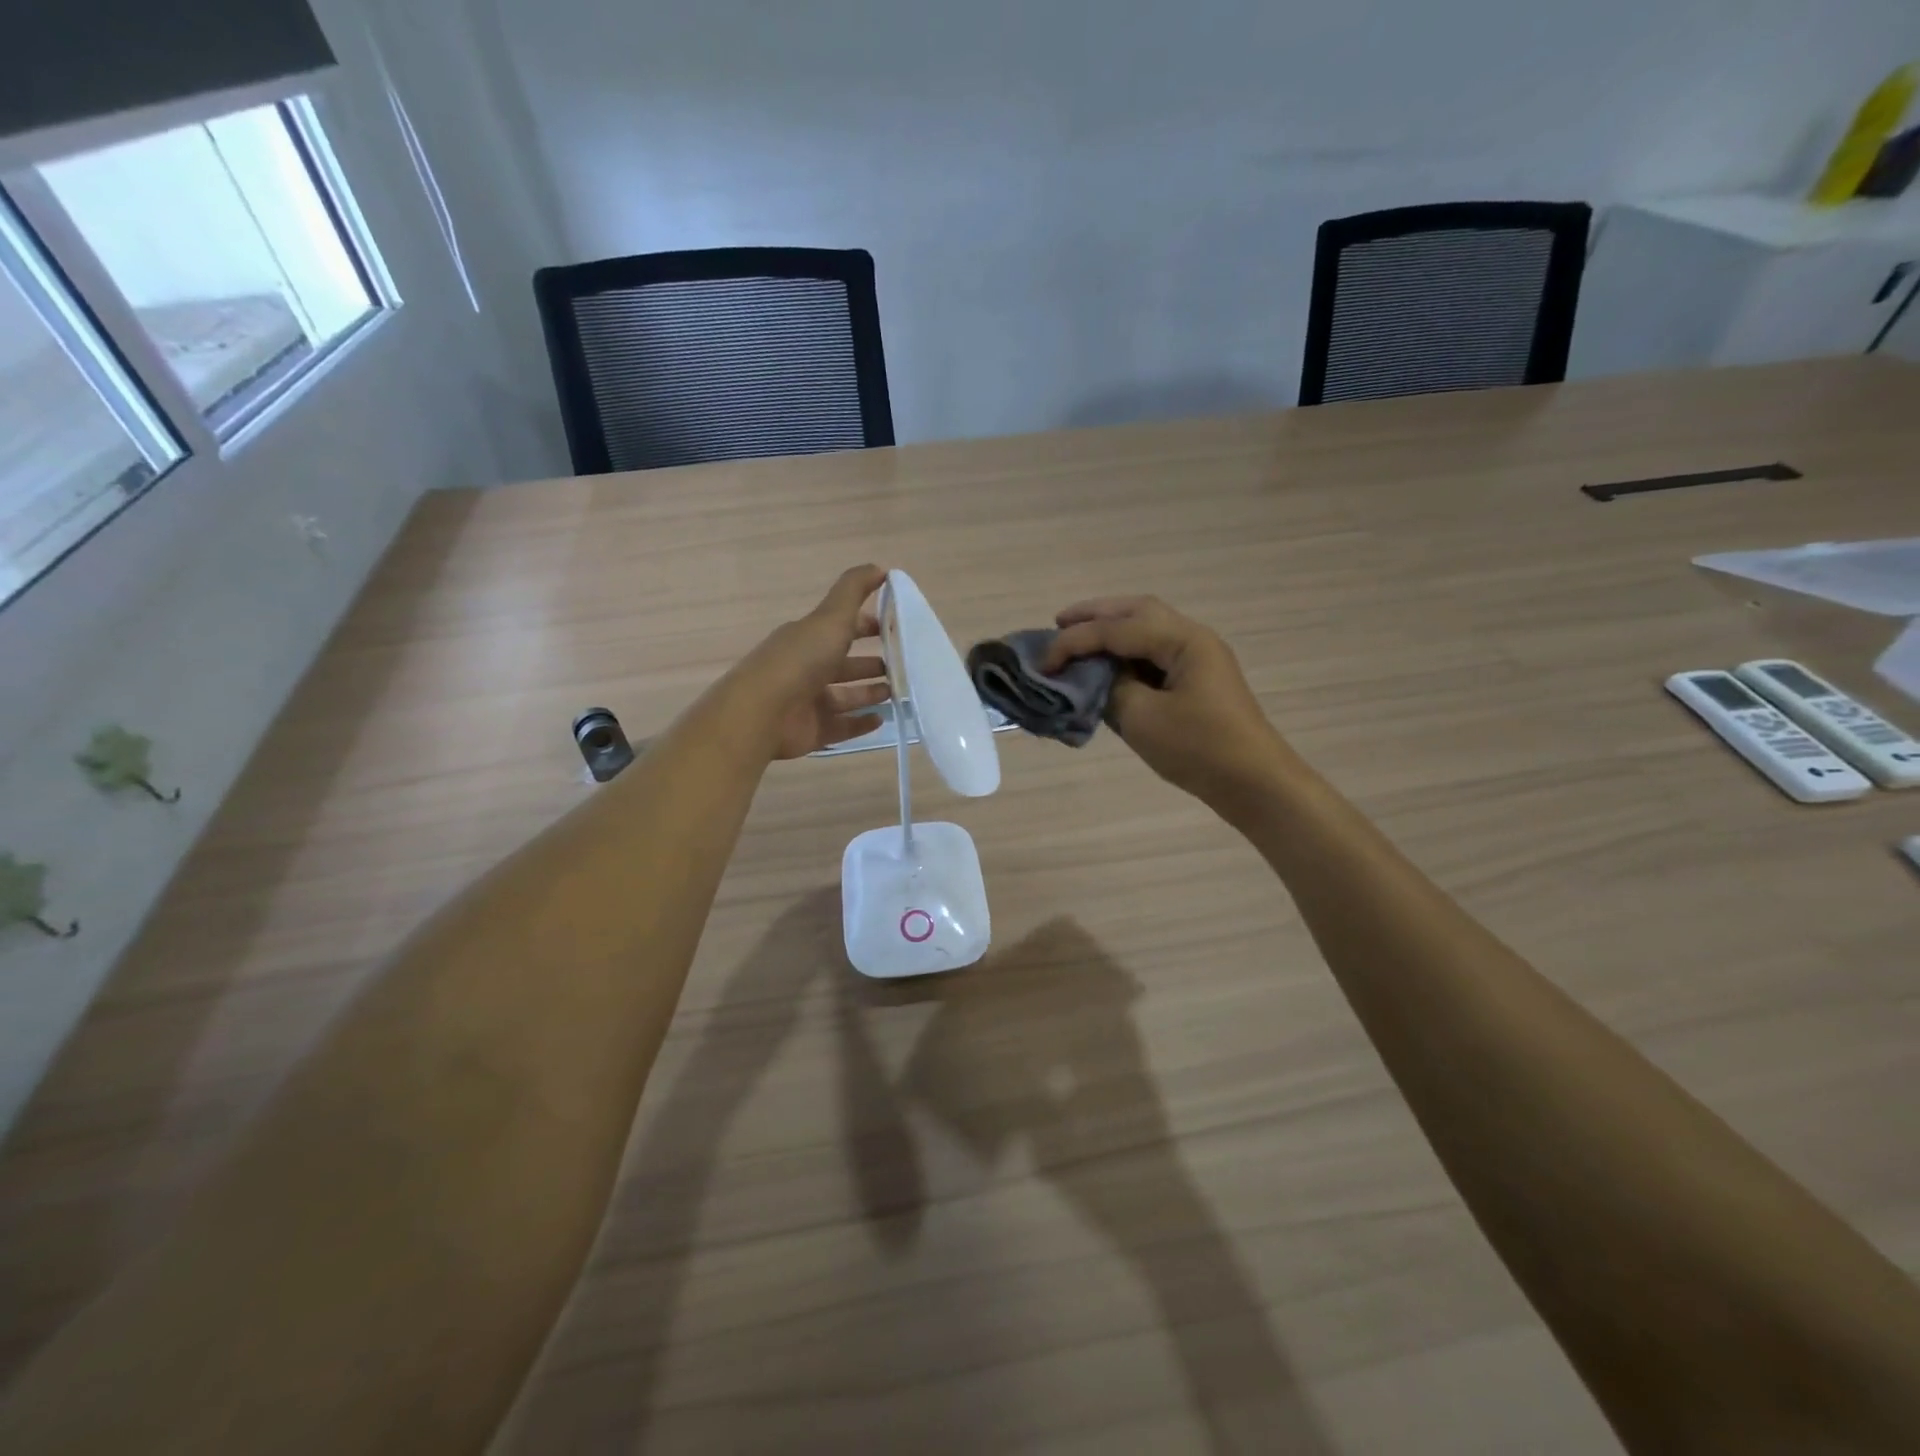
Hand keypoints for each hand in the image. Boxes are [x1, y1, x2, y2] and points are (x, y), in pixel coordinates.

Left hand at [732, 565, 892, 760]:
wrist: (763, 712)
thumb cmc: (800, 660)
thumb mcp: (830, 617)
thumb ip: (854, 590)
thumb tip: (880, 567)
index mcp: (809, 638)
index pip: (841, 628)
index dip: (867, 627)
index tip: (896, 630)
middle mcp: (807, 668)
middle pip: (845, 665)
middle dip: (872, 664)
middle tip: (905, 668)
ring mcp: (809, 702)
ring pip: (846, 696)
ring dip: (870, 694)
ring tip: (899, 694)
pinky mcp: (812, 731)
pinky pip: (842, 727)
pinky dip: (861, 723)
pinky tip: (882, 720)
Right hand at [1043, 596, 1295, 804]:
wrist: (1254, 783)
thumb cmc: (1199, 749)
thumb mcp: (1142, 719)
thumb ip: (1111, 688)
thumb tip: (1096, 677)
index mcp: (1183, 640)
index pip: (1117, 629)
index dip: (1075, 642)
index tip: (1043, 661)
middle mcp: (1193, 638)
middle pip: (1137, 611)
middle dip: (1095, 615)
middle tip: (1059, 624)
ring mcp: (1199, 659)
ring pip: (1148, 628)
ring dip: (1112, 629)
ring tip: (1078, 638)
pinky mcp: (1199, 681)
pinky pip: (1156, 652)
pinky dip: (1127, 651)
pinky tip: (1108, 665)